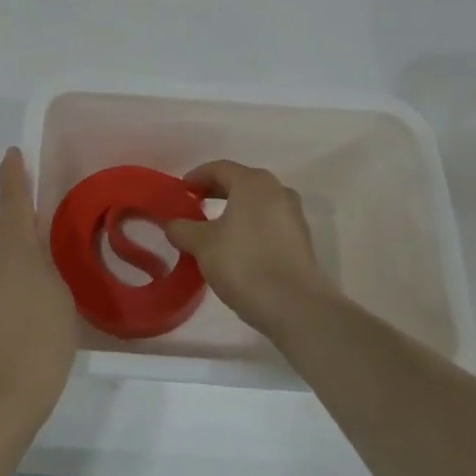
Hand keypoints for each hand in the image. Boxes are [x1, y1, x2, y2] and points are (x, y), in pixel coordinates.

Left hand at [0, 149, 78, 426]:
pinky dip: (7, 273)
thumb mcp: (59, 292)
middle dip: (16, 217)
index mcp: (10, 244)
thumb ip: (48, 265)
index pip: (12, 199)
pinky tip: (27, 293)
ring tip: (41, 261)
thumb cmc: (38, 337)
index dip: (14, 175)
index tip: (12, 154)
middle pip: (0, 226)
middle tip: (43, 221)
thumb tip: (36, 257)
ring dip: (13, 248)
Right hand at [164, 161, 329, 335]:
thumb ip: (183, 229)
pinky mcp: (302, 240)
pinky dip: (250, 226)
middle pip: (241, 183)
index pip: (219, 168)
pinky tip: (237, 248)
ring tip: (214, 229)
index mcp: (253, 183)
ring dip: (234, 210)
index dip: (197, 176)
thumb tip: (173, 224)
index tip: (181, 191)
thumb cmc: (244, 264)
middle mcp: (278, 190)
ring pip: (257, 204)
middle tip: (194, 206)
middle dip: (215, 192)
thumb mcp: (202, 245)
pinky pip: (269, 222)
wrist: (296, 307)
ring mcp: (294, 215)